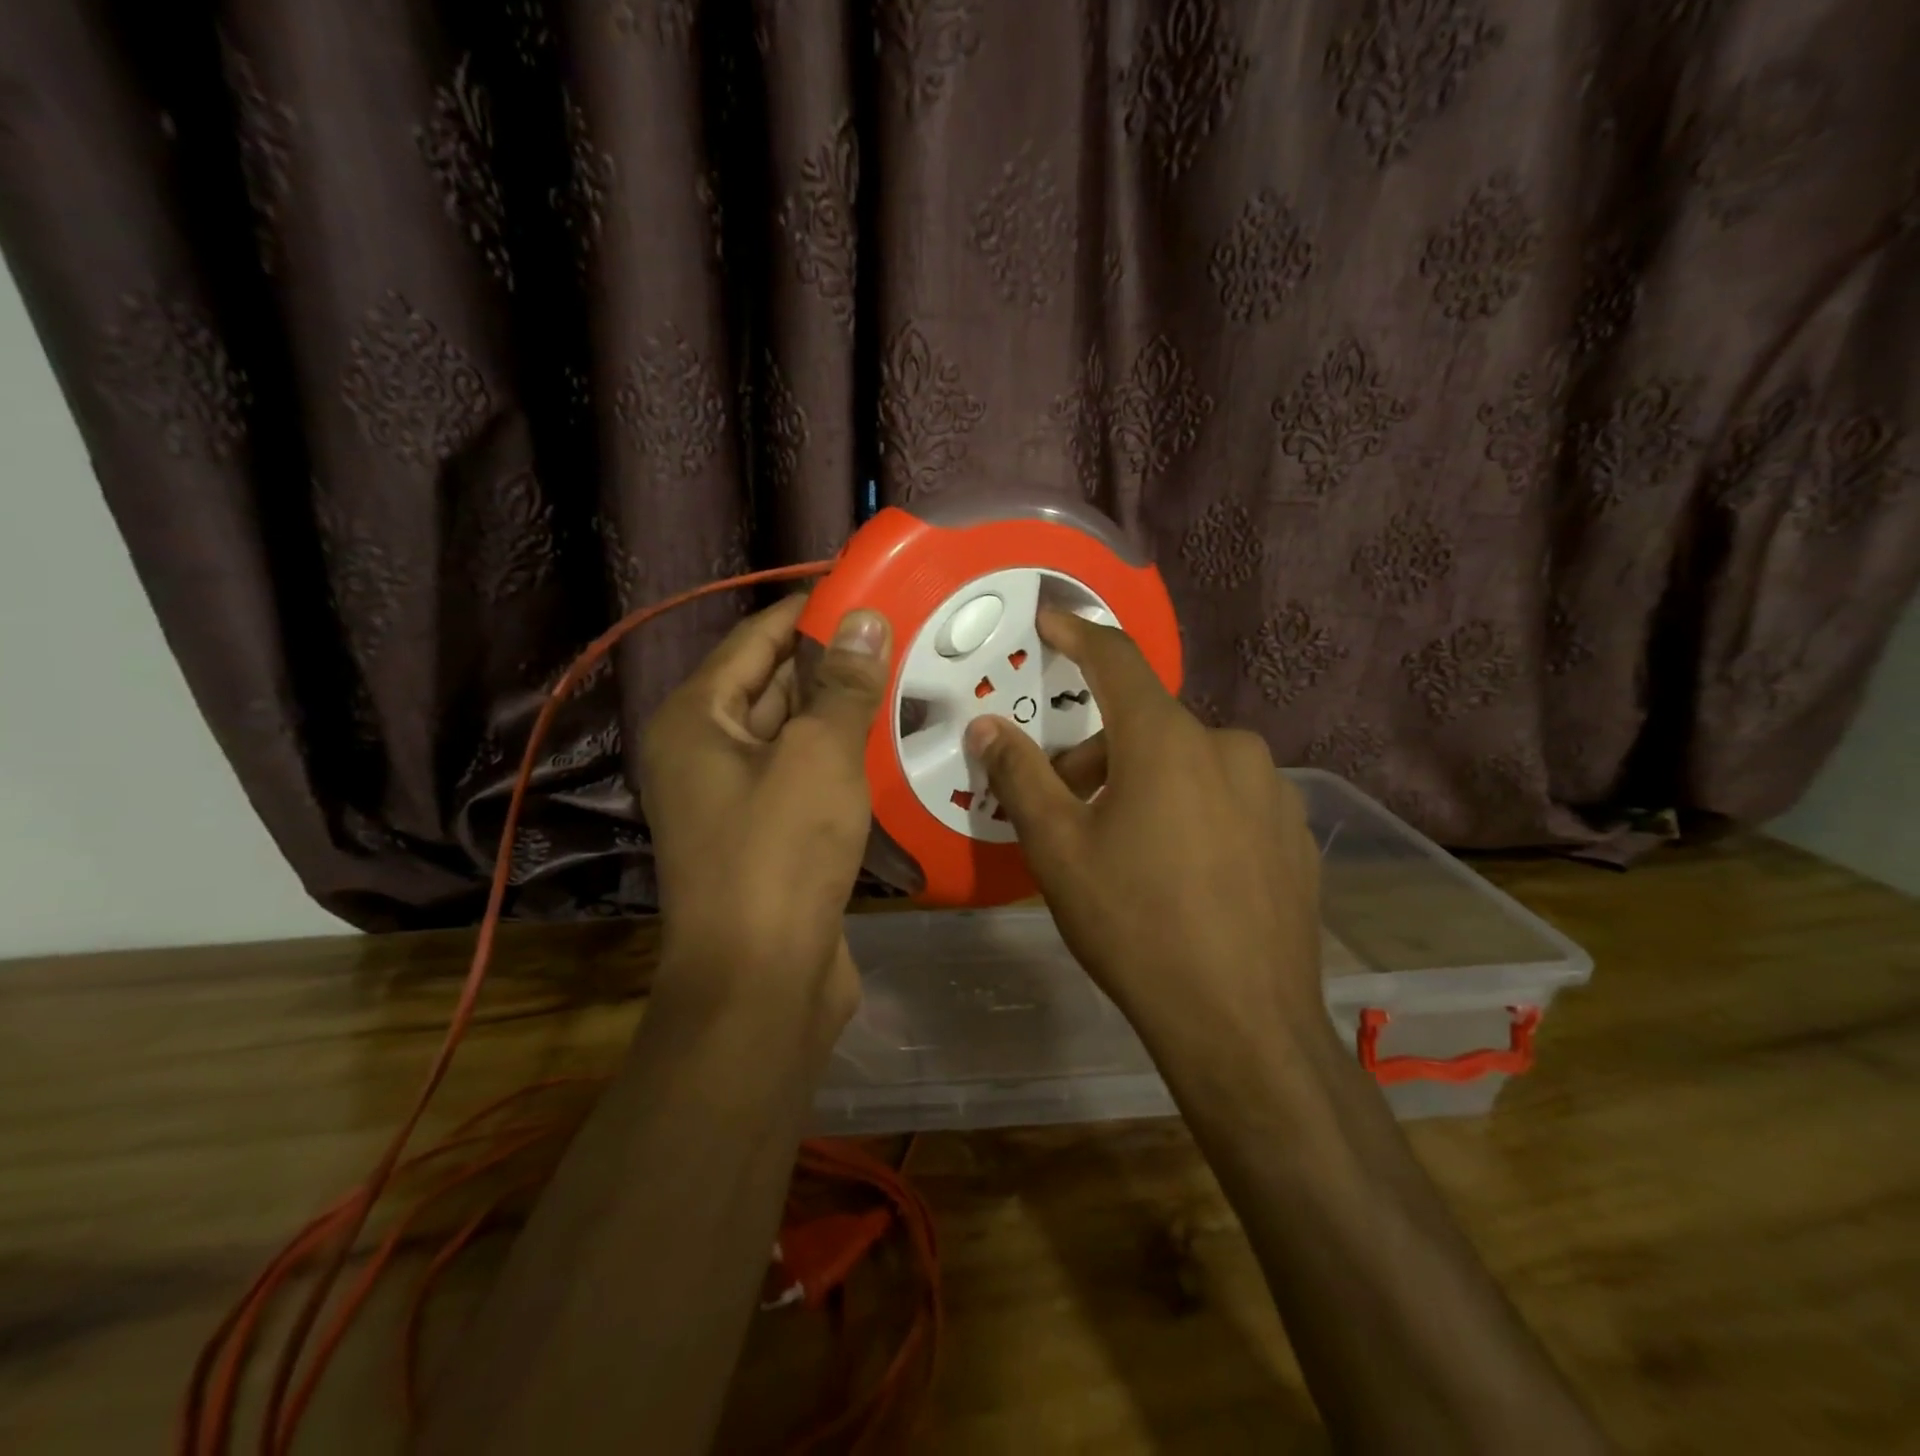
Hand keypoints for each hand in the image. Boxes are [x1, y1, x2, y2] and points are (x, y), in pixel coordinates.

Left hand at [637, 594, 890, 1029]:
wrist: (762, 983)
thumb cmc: (780, 854)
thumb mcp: (819, 755)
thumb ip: (843, 684)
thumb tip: (866, 617)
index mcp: (697, 719)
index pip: (756, 638)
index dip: (810, 609)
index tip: (866, 588)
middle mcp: (705, 752)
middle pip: (771, 683)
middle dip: (832, 659)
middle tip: (901, 631)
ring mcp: (734, 797)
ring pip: (793, 732)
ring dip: (841, 708)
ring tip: (907, 674)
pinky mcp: (767, 835)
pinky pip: (805, 775)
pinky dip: (842, 756)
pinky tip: (891, 741)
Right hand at [964, 609, 1328, 1073]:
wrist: (1242, 1023)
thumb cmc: (1135, 925)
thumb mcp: (1059, 850)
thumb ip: (1021, 777)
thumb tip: (987, 728)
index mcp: (1168, 741)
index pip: (1116, 661)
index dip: (1078, 633)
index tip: (1052, 619)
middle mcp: (1229, 747)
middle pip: (1149, 725)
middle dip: (1100, 752)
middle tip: (1067, 802)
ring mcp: (1272, 789)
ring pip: (1192, 762)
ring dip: (1148, 782)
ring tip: (1126, 845)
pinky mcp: (1295, 831)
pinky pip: (1230, 797)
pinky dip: (1193, 809)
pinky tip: (1183, 871)